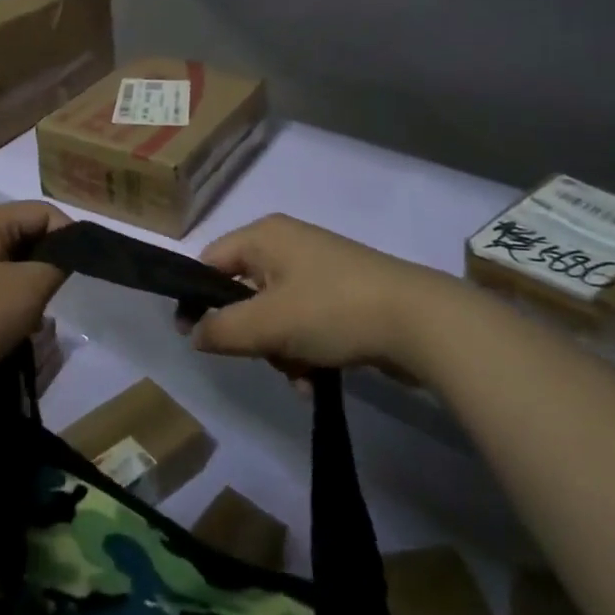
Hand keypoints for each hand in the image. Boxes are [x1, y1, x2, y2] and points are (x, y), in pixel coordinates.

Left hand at [0, 201, 72, 390]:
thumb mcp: (29, 289)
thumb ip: (58, 264)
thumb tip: (66, 255)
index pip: (45, 212)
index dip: (69, 237)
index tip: (81, 272)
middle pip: (27, 235)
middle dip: (48, 265)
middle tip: (56, 297)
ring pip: (11, 264)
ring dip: (29, 288)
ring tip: (35, 318)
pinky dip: (8, 301)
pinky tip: (13, 329)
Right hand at [190, 214, 470, 376]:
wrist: (420, 321)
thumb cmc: (332, 311)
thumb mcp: (267, 324)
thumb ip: (221, 329)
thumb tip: (194, 333)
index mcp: (264, 236)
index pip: (210, 261)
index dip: (197, 298)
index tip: (195, 337)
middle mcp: (287, 244)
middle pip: (243, 292)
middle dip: (250, 333)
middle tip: (262, 356)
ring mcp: (318, 269)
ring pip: (274, 313)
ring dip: (279, 349)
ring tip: (298, 375)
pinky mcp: (342, 294)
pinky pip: (304, 321)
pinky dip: (304, 349)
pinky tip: (315, 378)